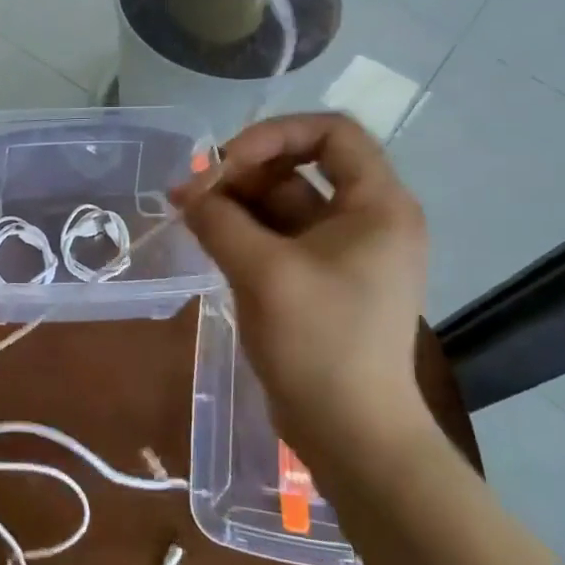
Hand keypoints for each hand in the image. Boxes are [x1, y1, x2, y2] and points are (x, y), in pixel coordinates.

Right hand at [172, 113, 433, 465]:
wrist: (351, 432)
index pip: (331, 133)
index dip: (275, 134)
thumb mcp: (264, 272)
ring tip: (188, 214)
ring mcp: (343, 251)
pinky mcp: (320, 279)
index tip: (226, 163)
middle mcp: (366, 219)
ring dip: (236, 202)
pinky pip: (279, 237)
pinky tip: (206, 237)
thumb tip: (187, 192)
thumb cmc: (319, 343)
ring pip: (284, 203)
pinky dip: (243, 231)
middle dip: (243, 172)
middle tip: (192, 193)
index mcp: (377, 205)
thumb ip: (219, 220)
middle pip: (300, 166)